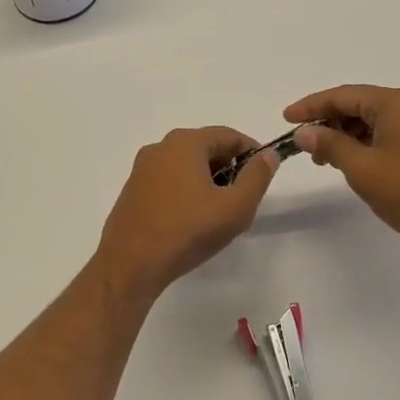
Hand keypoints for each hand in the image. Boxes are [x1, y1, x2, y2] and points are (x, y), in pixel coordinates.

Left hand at [95, 128, 279, 298]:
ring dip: (208, 182)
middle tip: (242, 200)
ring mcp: (142, 169)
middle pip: (206, 148)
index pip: (229, 135)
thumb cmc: (188, 231)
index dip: (252, 153)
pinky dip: (186, 192)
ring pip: (186, 166)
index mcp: (185, 142)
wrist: (131, 264)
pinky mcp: (132, 190)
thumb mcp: (235, 207)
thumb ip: (257, 177)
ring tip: (218, 215)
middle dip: (229, 169)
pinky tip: (191, 221)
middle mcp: (160, 147)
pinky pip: (168, 181)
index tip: (263, 176)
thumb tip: (268, 155)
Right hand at [284, 85, 399, 263]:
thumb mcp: (361, 167)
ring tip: (324, 159)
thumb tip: (304, 133)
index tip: (287, 118)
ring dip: (346, 135)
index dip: (311, 106)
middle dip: (329, 122)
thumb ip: (329, 145)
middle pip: (359, 104)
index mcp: (396, 102)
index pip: (343, 95)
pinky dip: (366, 143)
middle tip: (304, 144)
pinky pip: (388, 133)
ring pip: (374, 120)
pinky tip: (351, 162)